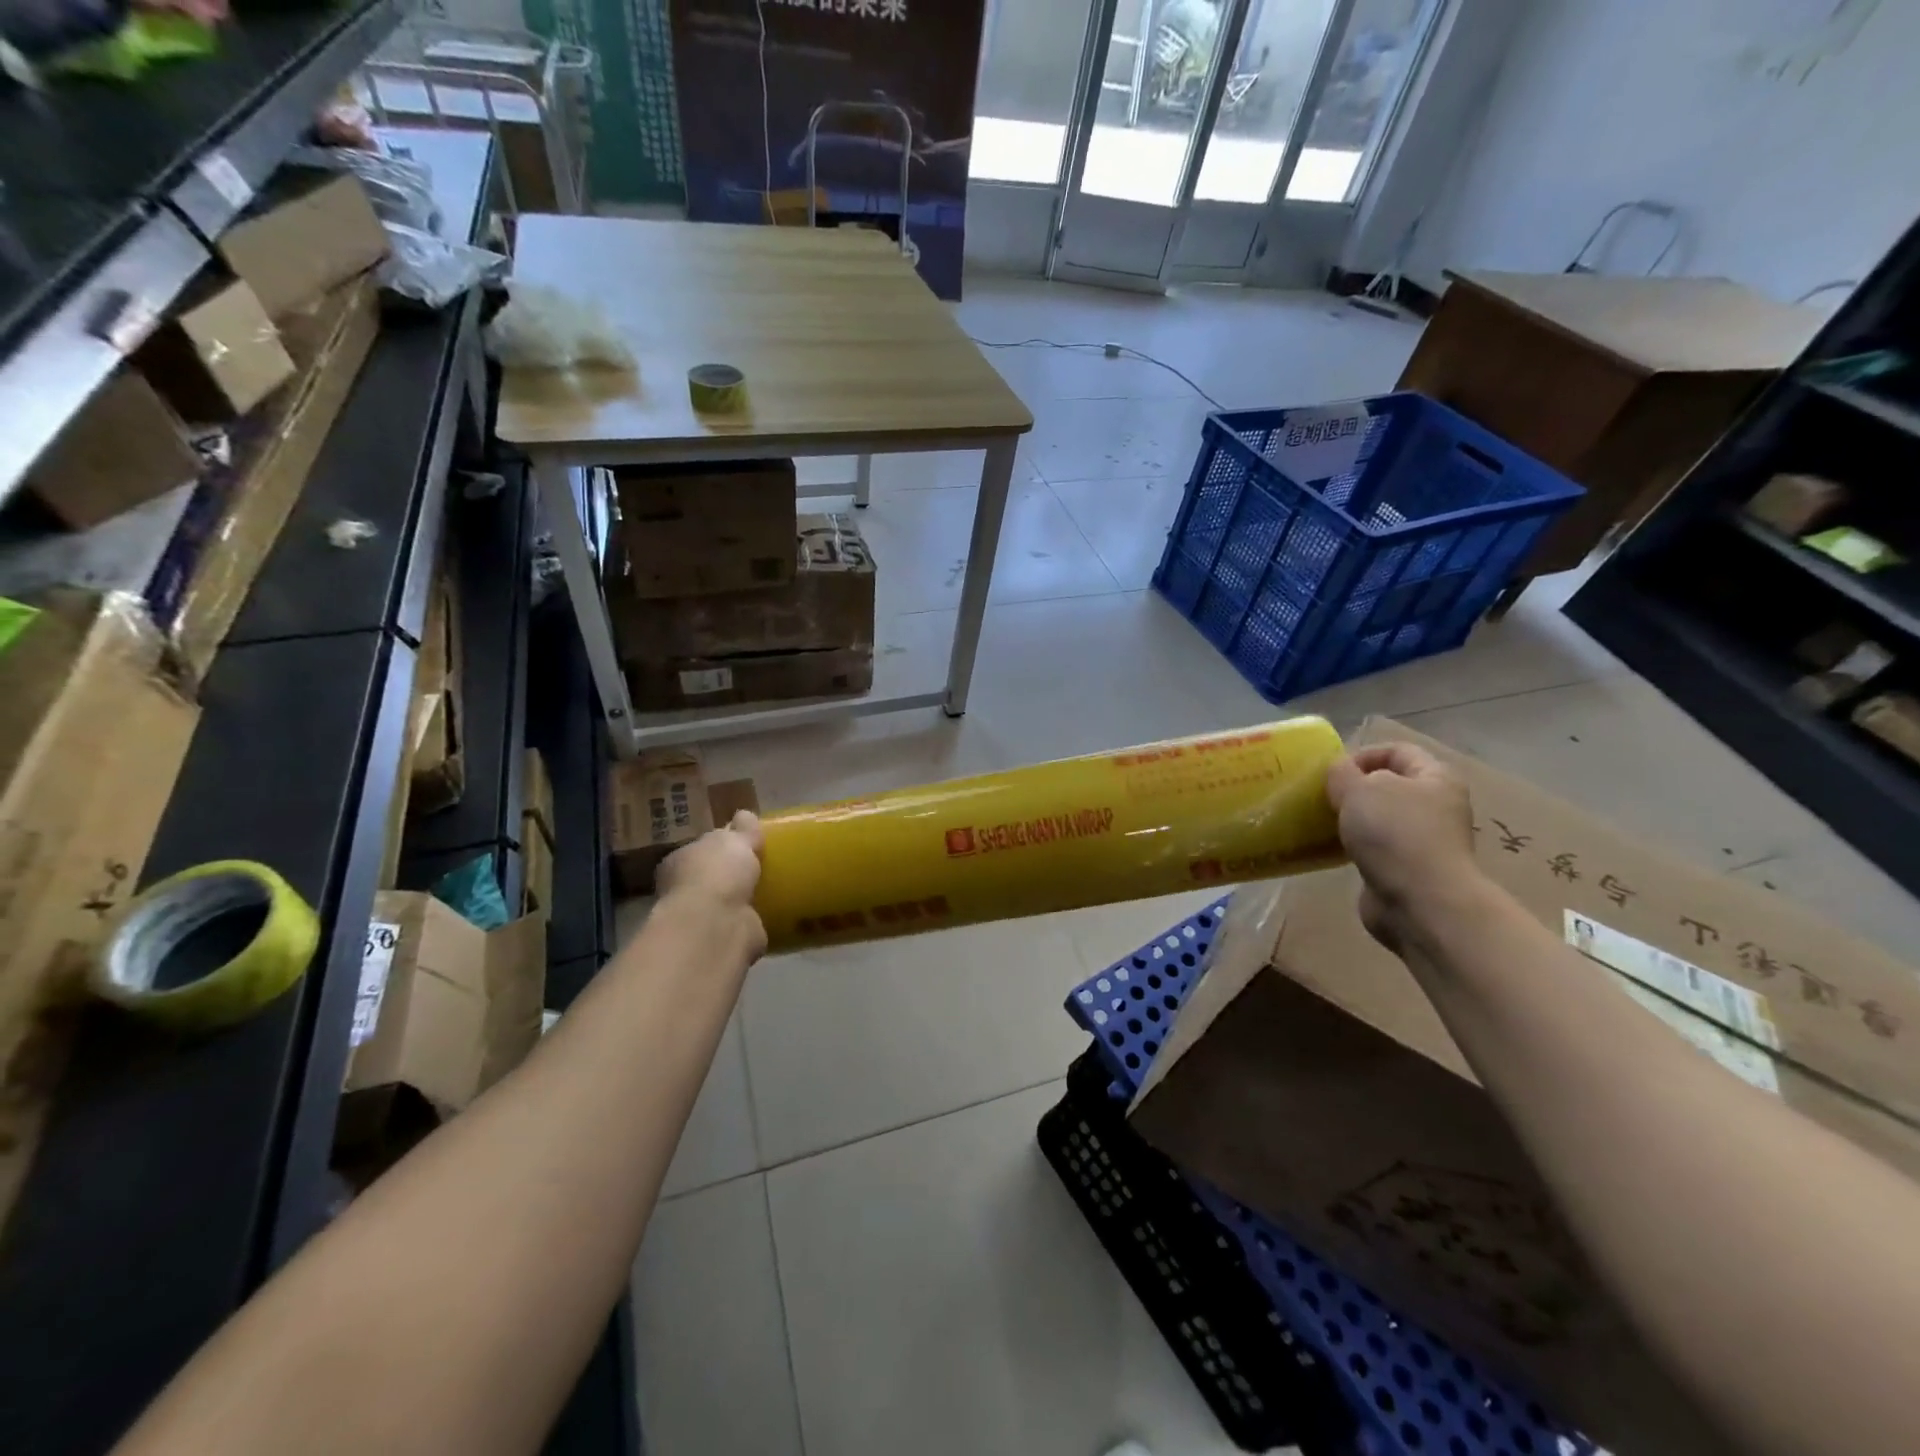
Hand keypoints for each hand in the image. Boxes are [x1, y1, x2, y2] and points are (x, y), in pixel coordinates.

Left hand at [657, 811, 766, 958]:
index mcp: (680, 860)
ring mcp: (700, 917)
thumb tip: (745, 815)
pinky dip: (751, 920)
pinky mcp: (719, 939)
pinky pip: (740, 923)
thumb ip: (742, 828)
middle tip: (761, 865)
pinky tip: (769, 914)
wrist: (716, 924)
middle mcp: (684, 889)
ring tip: (770, 889)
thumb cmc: (718, 872)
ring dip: (742, 898)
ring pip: (725, 901)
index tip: (745, 843)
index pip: (702, 848)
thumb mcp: (735, 839)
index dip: (722, 845)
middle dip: (732, 873)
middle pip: (712, 875)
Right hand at [1325, 743, 1480, 952]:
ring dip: (1351, 818)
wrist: (1420, 901)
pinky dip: (1353, 845)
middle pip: (1388, 785)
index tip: (1332, 771)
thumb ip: (1342, 772)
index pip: (1397, 750)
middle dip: (1353, 788)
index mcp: (1436, 777)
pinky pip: (1375, 847)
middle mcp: (1436, 805)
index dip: (1362, 754)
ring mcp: (1423, 840)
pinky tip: (1332, 849)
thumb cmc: (1395, 833)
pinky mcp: (1406, 868)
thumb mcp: (1359, 788)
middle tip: (1322, 796)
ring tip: (1322, 822)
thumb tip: (1340, 772)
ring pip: (1379, 817)